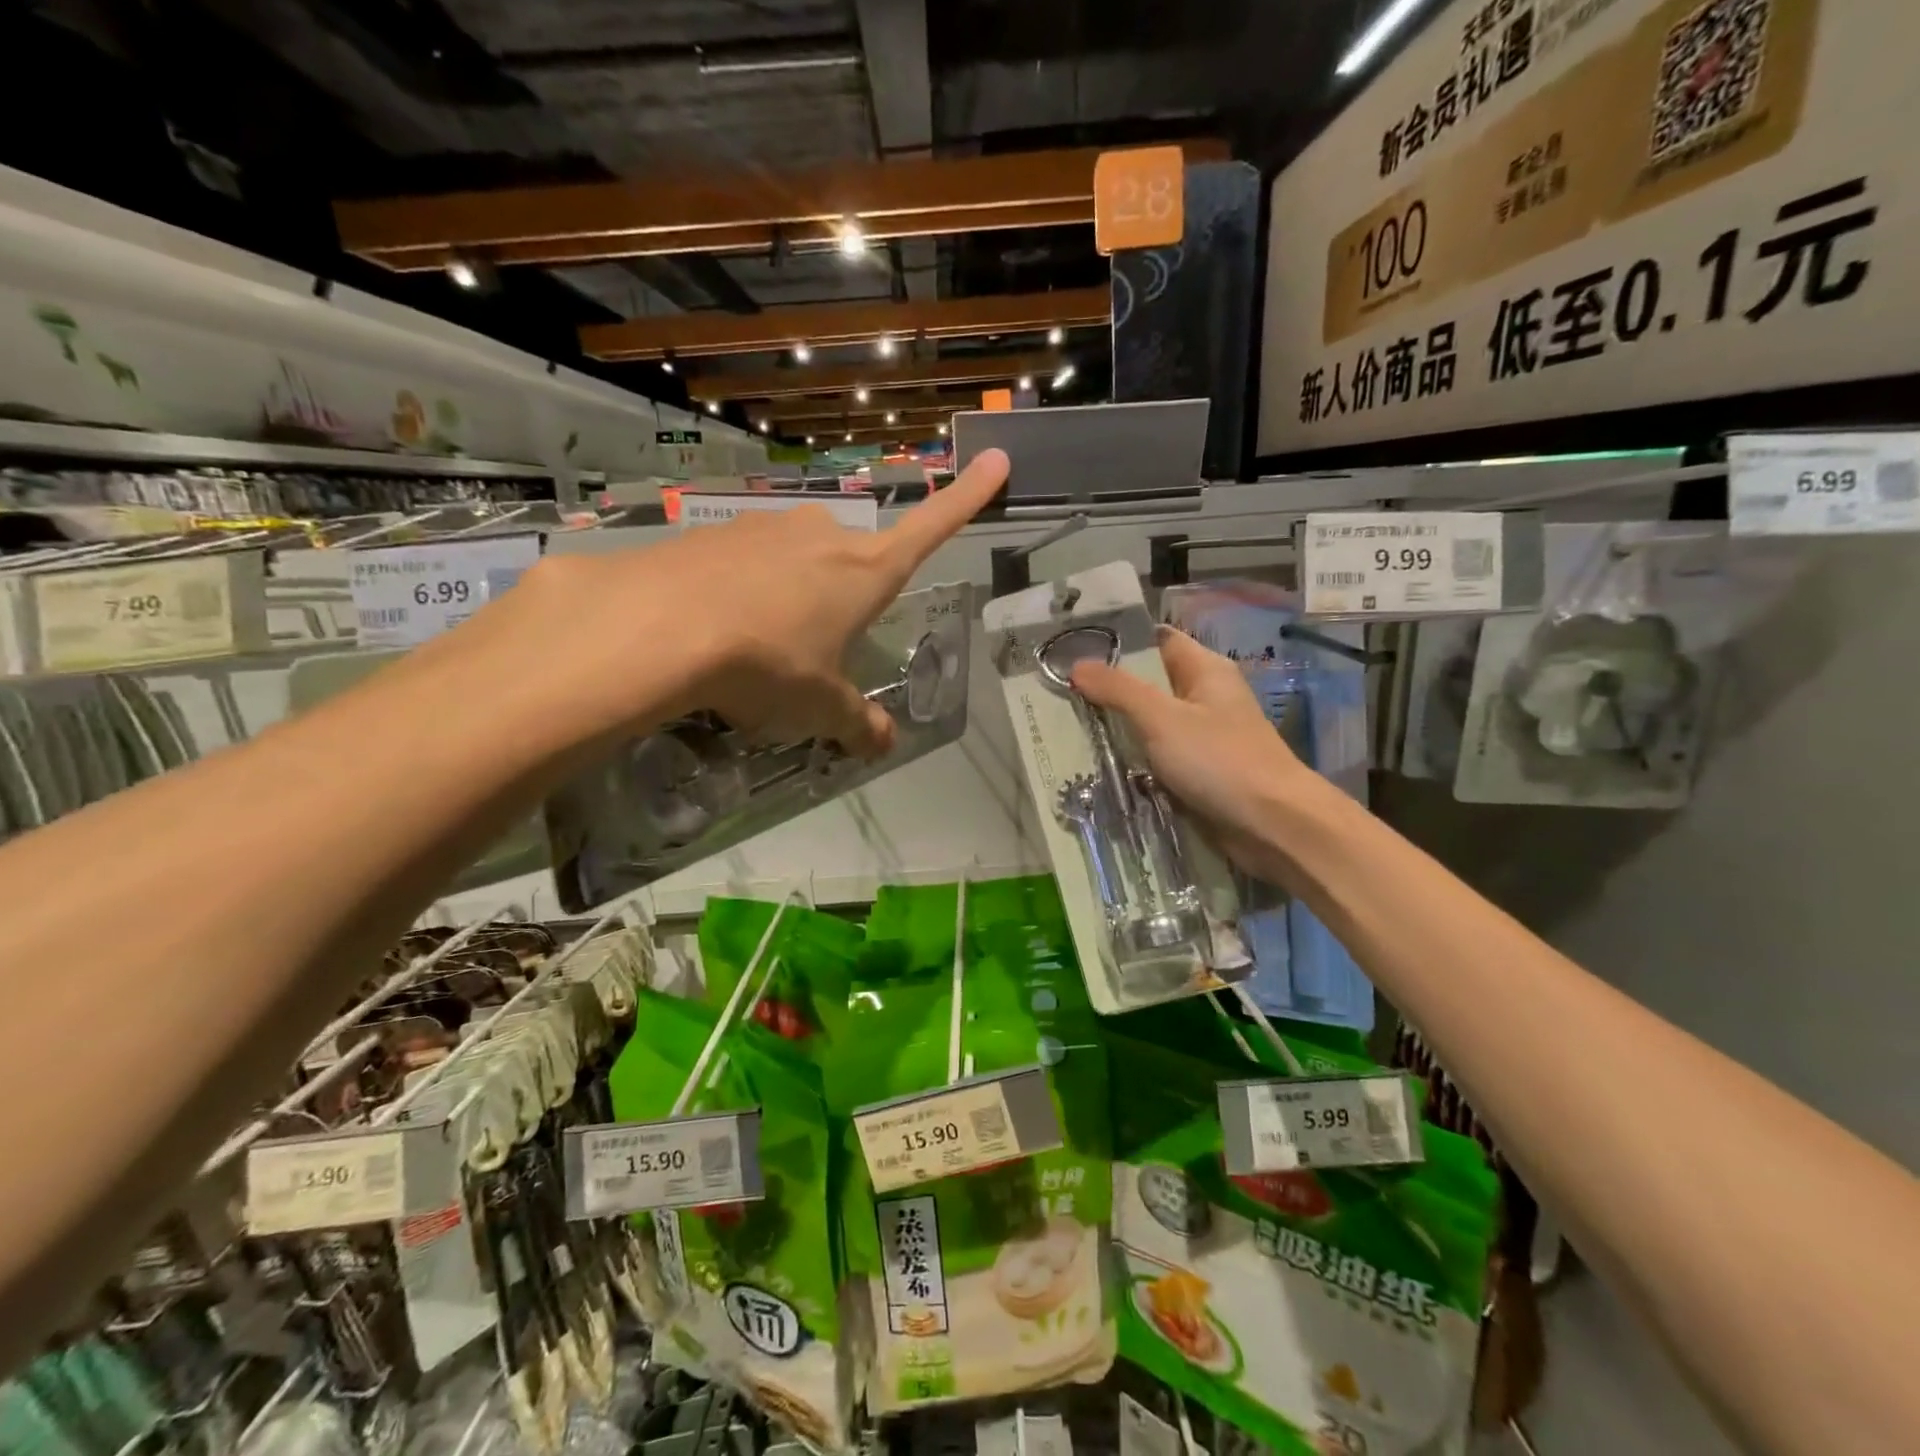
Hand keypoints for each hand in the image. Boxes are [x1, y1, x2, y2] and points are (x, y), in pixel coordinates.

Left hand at [481, 450, 1008, 754]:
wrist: (659, 627)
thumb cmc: (768, 664)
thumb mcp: (820, 706)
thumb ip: (856, 722)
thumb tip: (882, 743)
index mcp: (865, 571)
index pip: (932, 528)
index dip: (967, 497)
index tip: (997, 457)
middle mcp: (823, 536)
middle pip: (851, 560)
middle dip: (841, 597)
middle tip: (812, 647)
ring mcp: (766, 527)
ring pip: (795, 560)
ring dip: (789, 595)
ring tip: (756, 645)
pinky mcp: (714, 532)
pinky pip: (744, 562)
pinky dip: (741, 590)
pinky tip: (715, 626)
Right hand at [1069, 627, 1317, 872]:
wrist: (1273, 825)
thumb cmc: (1220, 760)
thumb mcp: (1161, 718)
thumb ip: (1118, 690)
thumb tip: (1076, 665)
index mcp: (1204, 670)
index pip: (1155, 640)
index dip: (1117, 641)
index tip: (1071, 647)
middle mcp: (1204, 697)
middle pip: (1149, 683)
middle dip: (1107, 689)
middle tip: (1058, 691)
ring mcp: (1203, 737)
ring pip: (1149, 724)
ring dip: (1116, 728)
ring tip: (1066, 726)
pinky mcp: (1199, 772)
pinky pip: (1157, 757)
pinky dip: (1132, 759)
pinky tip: (1097, 763)